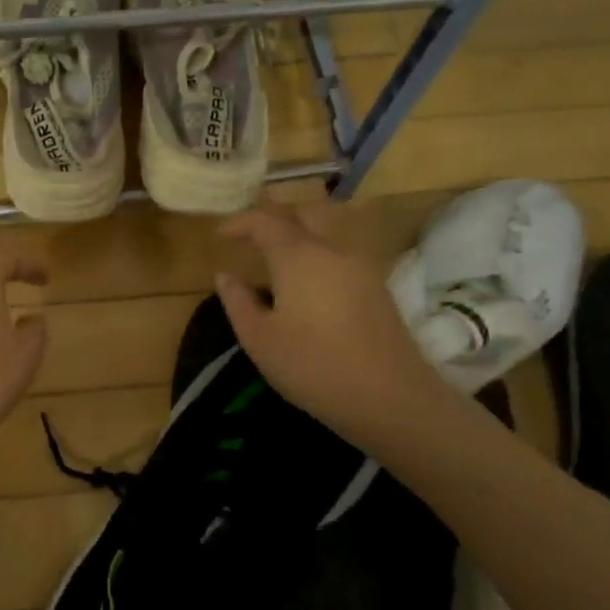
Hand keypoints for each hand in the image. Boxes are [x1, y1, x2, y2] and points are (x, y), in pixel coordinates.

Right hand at [215, 202, 451, 449]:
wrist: (389, 397)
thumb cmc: (313, 367)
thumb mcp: (259, 339)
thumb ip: (238, 301)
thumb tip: (225, 275)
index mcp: (298, 256)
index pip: (265, 220)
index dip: (239, 222)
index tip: (219, 235)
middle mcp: (332, 249)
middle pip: (304, 212)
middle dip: (275, 216)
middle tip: (251, 235)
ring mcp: (361, 265)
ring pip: (328, 227)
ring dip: (300, 230)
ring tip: (277, 254)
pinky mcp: (376, 285)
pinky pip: (341, 249)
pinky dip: (318, 249)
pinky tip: (306, 278)